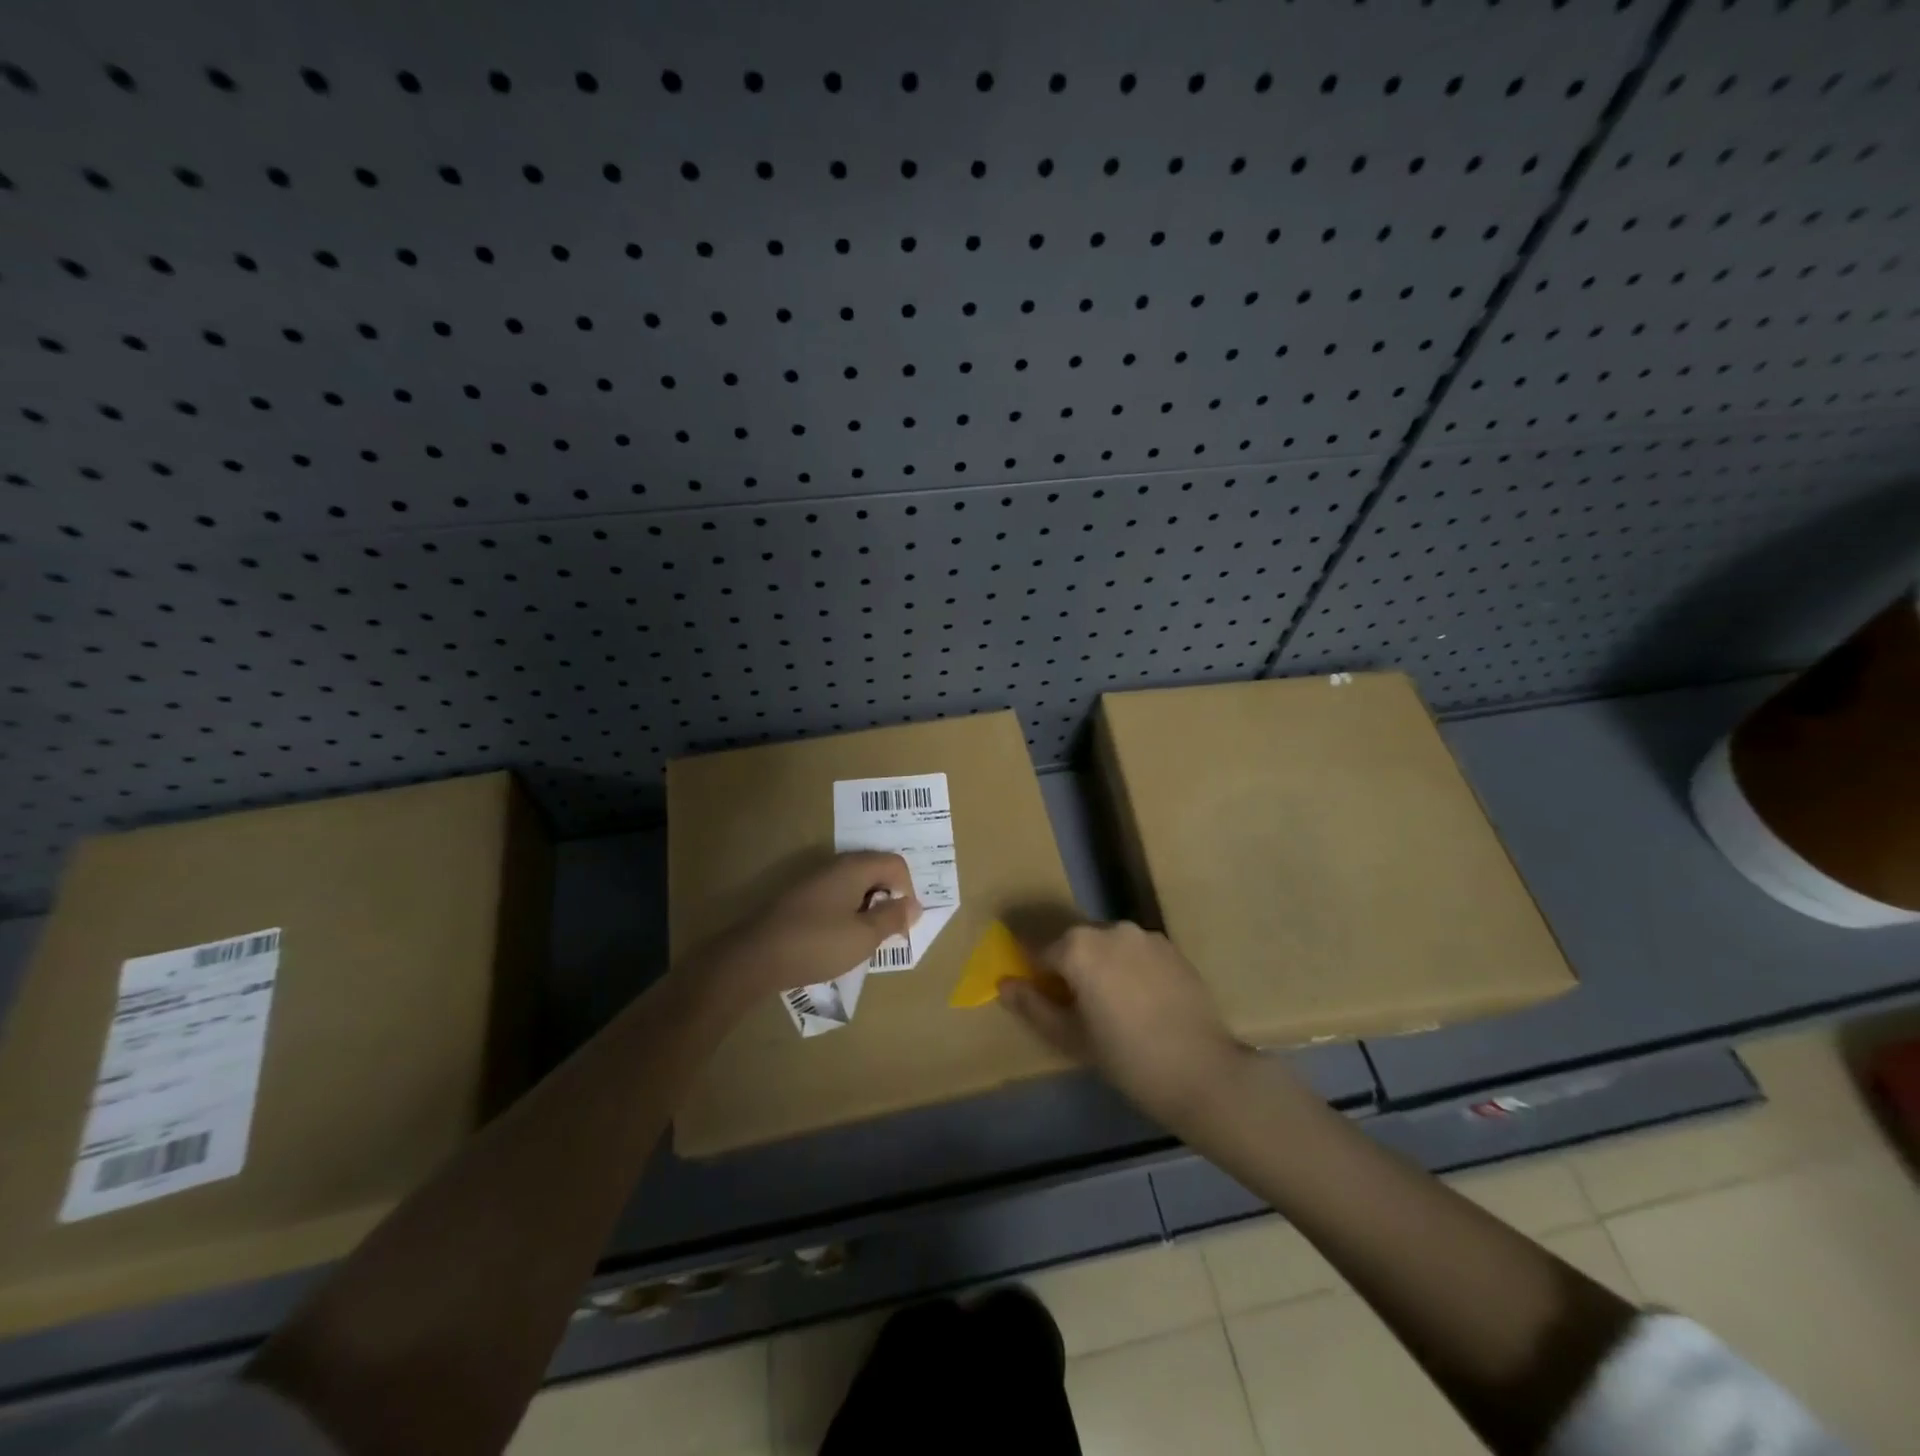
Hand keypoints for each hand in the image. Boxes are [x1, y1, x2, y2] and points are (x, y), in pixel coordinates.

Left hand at [714, 852, 921, 997]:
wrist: (755, 958)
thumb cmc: (817, 944)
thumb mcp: (864, 936)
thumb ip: (893, 918)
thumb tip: (914, 906)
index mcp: (855, 868)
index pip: (896, 864)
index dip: (908, 890)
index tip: (902, 922)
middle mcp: (835, 866)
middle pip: (875, 871)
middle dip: (888, 899)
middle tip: (886, 932)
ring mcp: (814, 880)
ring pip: (855, 885)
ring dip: (867, 908)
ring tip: (863, 939)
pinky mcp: (800, 898)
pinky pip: (836, 897)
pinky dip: (846, 913)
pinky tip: (838, 940)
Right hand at [999, 922, 1249, 1129]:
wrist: (1202, 1072)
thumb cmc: (1126, 1058)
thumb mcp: (1069, 1037)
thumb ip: (1031, 1005)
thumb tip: (1003, 984)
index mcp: (1078, 946)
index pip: (1041, 952)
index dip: (1038, 977)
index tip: (1044, 1002)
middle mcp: (1110, 929)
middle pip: (1075, 944)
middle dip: (1070, 969)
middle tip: (1079, 1010)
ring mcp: (1145, 936)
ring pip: (1108, 946)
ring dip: (1102, 966)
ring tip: (1114, 1008)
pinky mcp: (1172, 948)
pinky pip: (1136, 952)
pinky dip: (1130, 968)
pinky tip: (1142, 1003)